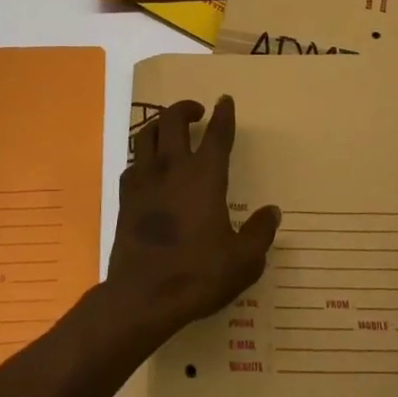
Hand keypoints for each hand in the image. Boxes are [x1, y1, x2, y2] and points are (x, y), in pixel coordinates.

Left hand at [106, 97, 281, 337]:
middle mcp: (173, 167)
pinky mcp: (125, 196)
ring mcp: (145, 179)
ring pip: (147, 134)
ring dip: (160, 124)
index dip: (223, 114)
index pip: (217, 133)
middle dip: (186, 108)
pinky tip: (149, 168)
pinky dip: (143, 157)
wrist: (142, 296)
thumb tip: (272, 212)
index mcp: (205, 176)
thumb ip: (260, 233)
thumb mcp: (243, 261)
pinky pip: (133, 163)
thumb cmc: (197, 274)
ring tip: (170, 129)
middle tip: (196, 112)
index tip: (225, 100)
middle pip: (174, 120)